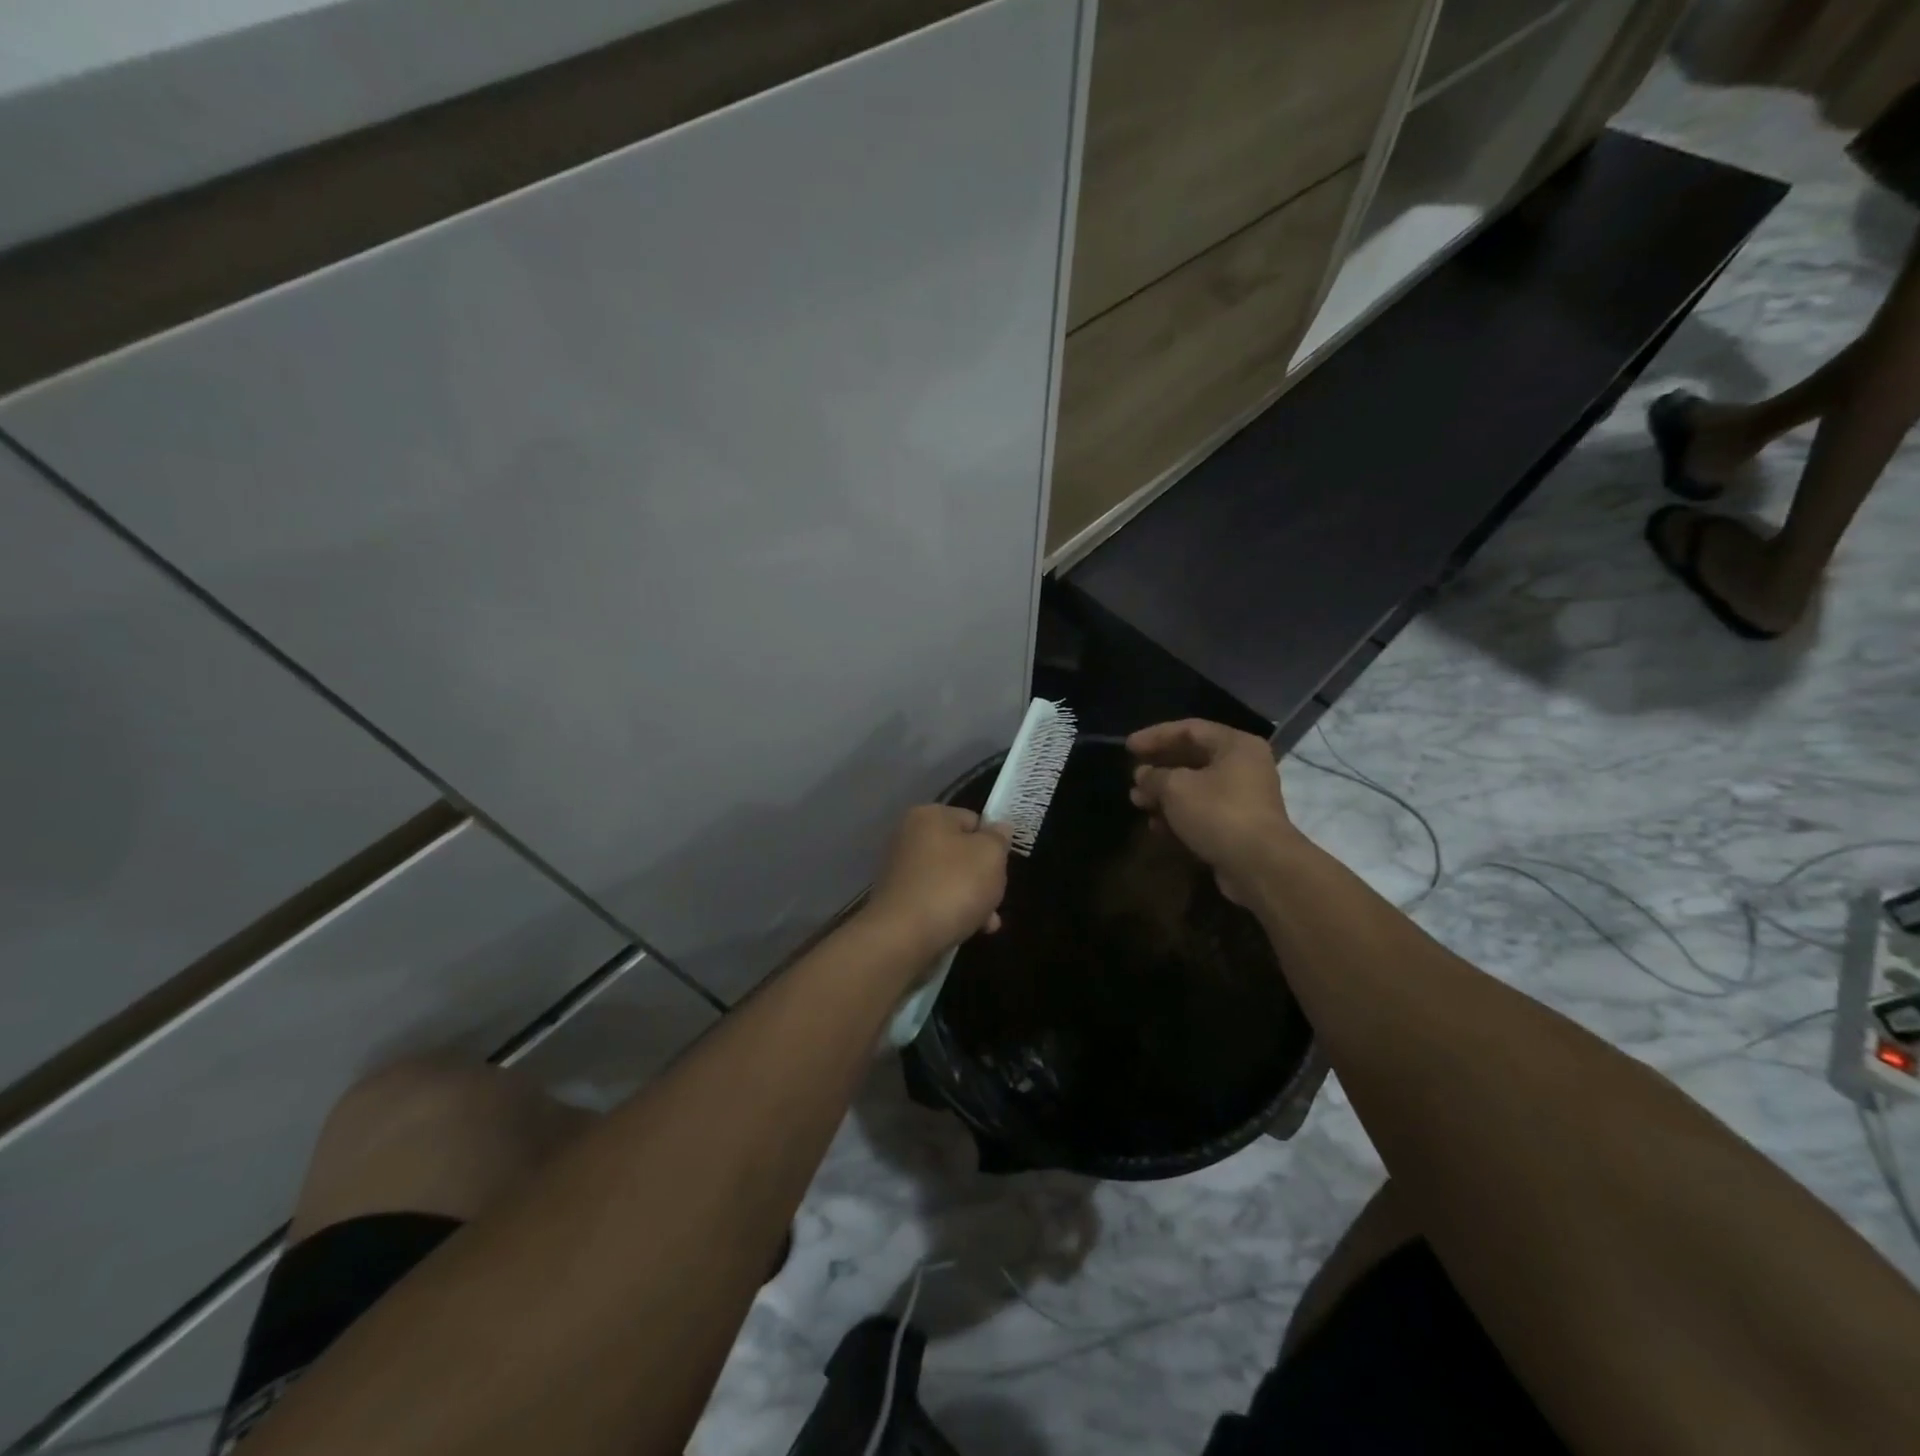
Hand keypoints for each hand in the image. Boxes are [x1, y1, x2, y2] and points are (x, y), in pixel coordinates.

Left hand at [864, 805, 1010, 958]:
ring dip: (972, 899)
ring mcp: (900, 870)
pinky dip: (952, 912)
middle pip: (961, 852)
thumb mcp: (990, 855)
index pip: (973, 820)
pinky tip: (969, 931)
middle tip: (996, 898)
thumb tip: (1000, 828)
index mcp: (929, 815)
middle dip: (983, 876)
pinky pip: (934, 900)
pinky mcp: (898, 901)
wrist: (904, 937)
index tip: (1002, 866)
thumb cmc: (953, 886)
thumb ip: (999, 838)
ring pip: (950, 879)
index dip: (993, 843)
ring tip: (987, 923)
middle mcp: (909, 837)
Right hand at [1127, 720, 1294, 904]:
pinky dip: (1179, 816)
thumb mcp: (1176, 788)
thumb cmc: (1218, 813)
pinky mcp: (1238, 826)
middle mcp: (1243, 766)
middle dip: (1158, 769)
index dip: (1155, 736)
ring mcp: (1243, 798)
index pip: (1190, 729)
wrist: (1259, 866)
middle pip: (1192, 759)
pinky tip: (1156, 827)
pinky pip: (1203, 812)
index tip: (1128, 747)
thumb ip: (1154, 776)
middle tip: (1133, 778)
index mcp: (1235, 746)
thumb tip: (1143, 775)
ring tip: (1138, 803)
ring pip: (1195, 788)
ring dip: (1164, 795)